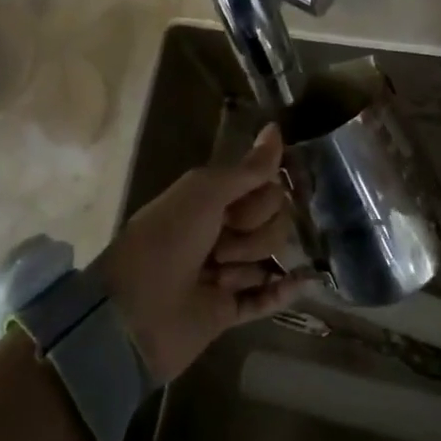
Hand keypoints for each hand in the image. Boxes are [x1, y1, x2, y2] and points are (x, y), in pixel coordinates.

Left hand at [96, 124, 309, 382]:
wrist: (133, 313)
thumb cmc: (166, 240)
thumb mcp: (205, 193)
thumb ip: (247, 169)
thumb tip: (276, 128)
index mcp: (213, 198)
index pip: (266, 187)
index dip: (261, 199)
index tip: (239, 208)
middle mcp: (221, 230)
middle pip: (274, 222)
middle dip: (254, 233)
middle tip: (220, 245)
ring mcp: (226, 272)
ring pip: (269, 258)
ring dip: (249, 264)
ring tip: (218, 276)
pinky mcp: (228, 311)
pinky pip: (267, 298)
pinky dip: (283, 290)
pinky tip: (306, 281)